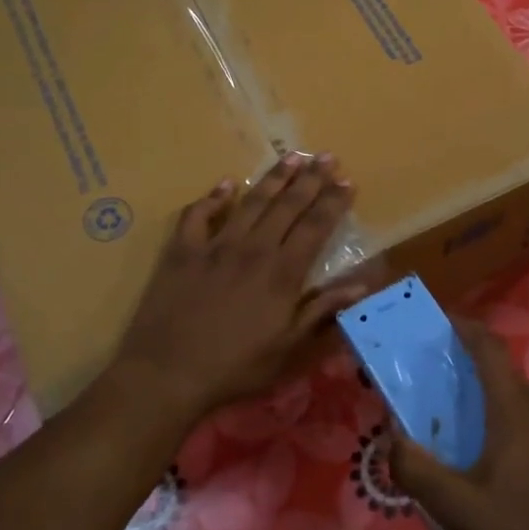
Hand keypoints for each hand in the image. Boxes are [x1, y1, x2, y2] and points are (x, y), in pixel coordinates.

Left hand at [113, 153, 369, 417]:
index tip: (348, 181)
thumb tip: (361, 284)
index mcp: (282, 273)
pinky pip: (198, 215)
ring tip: (291, 156)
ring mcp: (215, 246)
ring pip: (251, 202)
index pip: (315, 227)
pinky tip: (226, 184)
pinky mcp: (182, 251)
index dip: (333, 203)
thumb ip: (322, 310)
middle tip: (327, 156)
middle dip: (311, 179)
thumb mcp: (288, 348)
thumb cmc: (235, 367)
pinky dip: (213, 198)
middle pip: (287, 206)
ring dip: (273, 178)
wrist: (167, 373)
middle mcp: (253, 249)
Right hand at [388, 320, 528, 529]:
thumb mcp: (458, 509)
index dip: (466, 328)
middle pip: (506, 381)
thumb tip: (394, 440)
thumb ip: (417, 471)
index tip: (445, 321)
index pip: (489, 349)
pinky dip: (524, 434)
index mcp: (516, 409)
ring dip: (501, 414)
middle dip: (476, 383)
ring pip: (528, 408)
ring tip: (479, 449)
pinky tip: (515, 475)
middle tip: (448, 406)